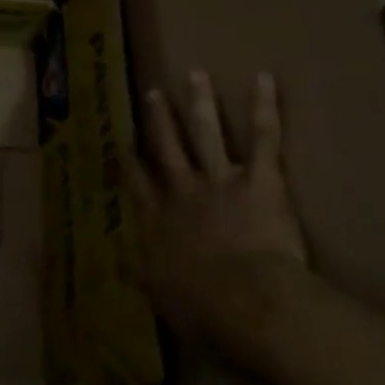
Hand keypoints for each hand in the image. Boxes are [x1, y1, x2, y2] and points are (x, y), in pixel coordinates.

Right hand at [131, 70, 308, 369]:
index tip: (120, 142)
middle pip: (166, 147)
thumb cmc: (204, 310)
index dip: (128, 160)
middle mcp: (182, 192)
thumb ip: (147, 279)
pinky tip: (263, 77)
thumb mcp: (163, 301)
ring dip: (200, 101)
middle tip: (152, 92)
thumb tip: (128, 269)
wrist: (246, 301)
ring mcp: (218, 180)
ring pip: (205, 132)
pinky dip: (264, 107)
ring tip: (195, 74)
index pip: (137, 183)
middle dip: (158, 119)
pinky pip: (263, 138)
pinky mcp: (258, 178)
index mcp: (158, 222)